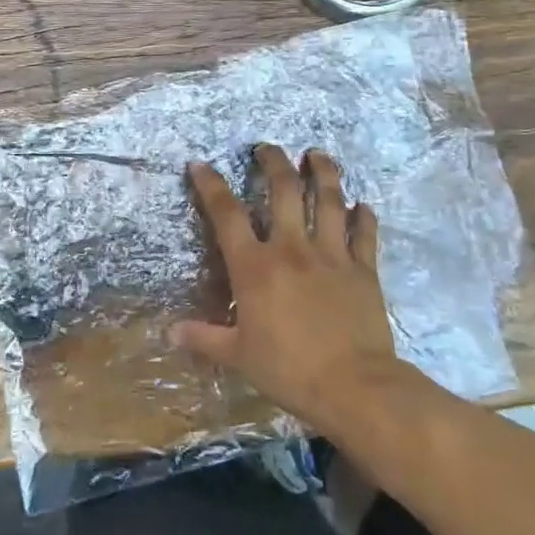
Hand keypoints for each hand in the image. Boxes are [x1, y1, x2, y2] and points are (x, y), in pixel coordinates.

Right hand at [173, 145, 418, 436]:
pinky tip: (363, 205)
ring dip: (323, 173)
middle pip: (283, 191)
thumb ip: (204, 338)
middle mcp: (292, 249)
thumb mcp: (238, 356)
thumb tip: (169, 332)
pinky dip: (363, 217)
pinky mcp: (363, 270)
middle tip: (268, 147)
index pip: (227, 214)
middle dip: (274, 163)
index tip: (200, 165)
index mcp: (255, 266)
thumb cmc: (289, 369)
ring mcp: (331, 255)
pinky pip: (365, 234)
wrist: (355, 387)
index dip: (211, 185)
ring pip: (328, 201)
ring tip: (318, 155)